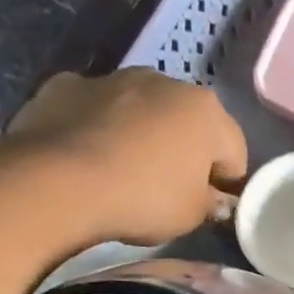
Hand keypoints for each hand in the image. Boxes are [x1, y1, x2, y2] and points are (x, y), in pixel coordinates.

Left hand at [8, 69, 248, 244]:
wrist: (58, 181)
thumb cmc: (144, 198)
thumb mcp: (193, 216)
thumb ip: (211, 203)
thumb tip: (213, 199)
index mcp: (207, 111)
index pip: (235, 153)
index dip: (226, 185)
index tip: (209, 207)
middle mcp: (166, 82)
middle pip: (189, 123)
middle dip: (185, 152)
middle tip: (170, 191)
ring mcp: (114, 77)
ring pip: (143, 111)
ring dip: (143, 136)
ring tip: (126, 174)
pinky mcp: (68, 83)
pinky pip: (98, 111)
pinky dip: (100, 129)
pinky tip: (89, 159)